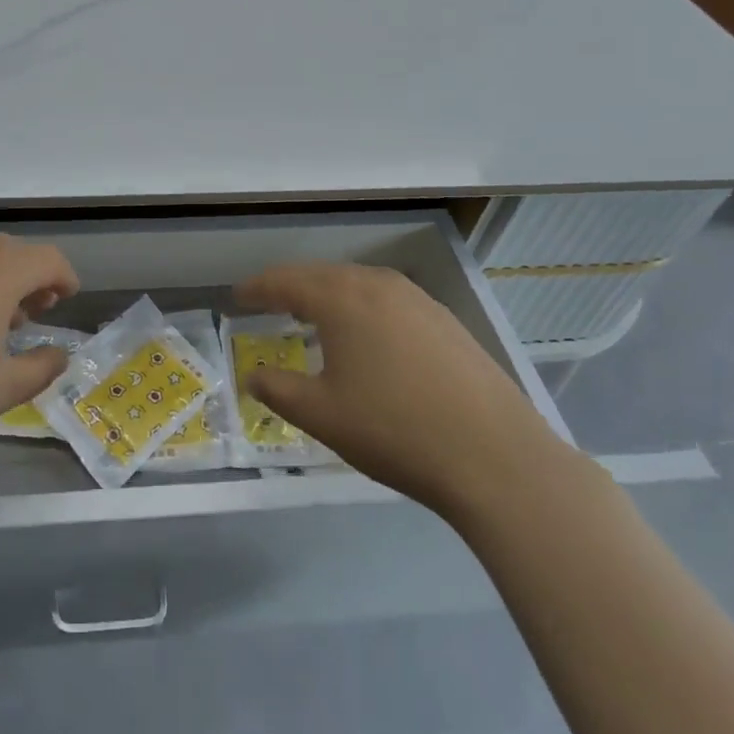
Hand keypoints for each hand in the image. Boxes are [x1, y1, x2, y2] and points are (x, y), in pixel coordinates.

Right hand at [235, 262, 573, 520]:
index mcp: (342, 299)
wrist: (497, 459)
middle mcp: (378, 285)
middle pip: (322, 275)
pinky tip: (366, 334)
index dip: (257, 288)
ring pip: (358, 284)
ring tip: (312, 314)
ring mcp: (418, 300)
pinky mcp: (446, 321)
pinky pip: (388, 300)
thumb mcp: (322, 415)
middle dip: (290, 286)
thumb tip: (252, 374)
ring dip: (328, 294)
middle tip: (268, 302)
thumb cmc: (395, 431)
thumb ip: (277, 390)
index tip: (236, 296)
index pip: (286, 281)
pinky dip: (362, 307)